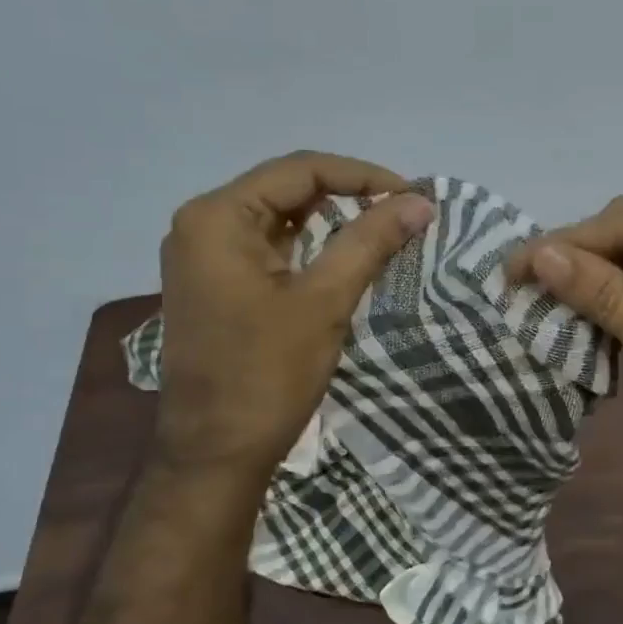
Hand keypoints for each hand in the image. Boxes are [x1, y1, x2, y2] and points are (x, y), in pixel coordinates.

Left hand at [154, 151, 434, 472]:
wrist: (216, 453)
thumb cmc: (267, 374)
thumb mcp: (325, 301)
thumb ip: (370, 241)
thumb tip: (420, 202)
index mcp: (217, 217)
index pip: (300, 170)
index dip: (363, 176)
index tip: (412, 197)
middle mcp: (202, 224)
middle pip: (287, 188)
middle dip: (349, 195)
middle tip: (402, 213)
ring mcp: (204, 256)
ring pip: (280, 218)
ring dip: (332, 220)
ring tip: (384, 229)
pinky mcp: (215, 284)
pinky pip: (269, 247)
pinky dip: (310, 246)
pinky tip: (346, 256)